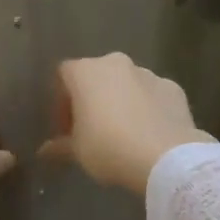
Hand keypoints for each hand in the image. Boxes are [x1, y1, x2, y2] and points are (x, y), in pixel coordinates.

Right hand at [40, 54, 211, 195]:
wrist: (165, 156)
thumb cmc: (109, 148)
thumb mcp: (78, 151)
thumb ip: (60, 146)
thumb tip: (45, 152)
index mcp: (86, 71)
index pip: (63, 77)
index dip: (61, 103)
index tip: (65, 129)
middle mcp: (116, 63)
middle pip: (97, 76)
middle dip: (92, 100)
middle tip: (91, 130)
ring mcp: (149, 73)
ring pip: (127, 84)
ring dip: (121, 101)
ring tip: (123, 133)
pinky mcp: (174, 88)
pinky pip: (153, 95)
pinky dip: (148, 108)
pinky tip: (149, 133)